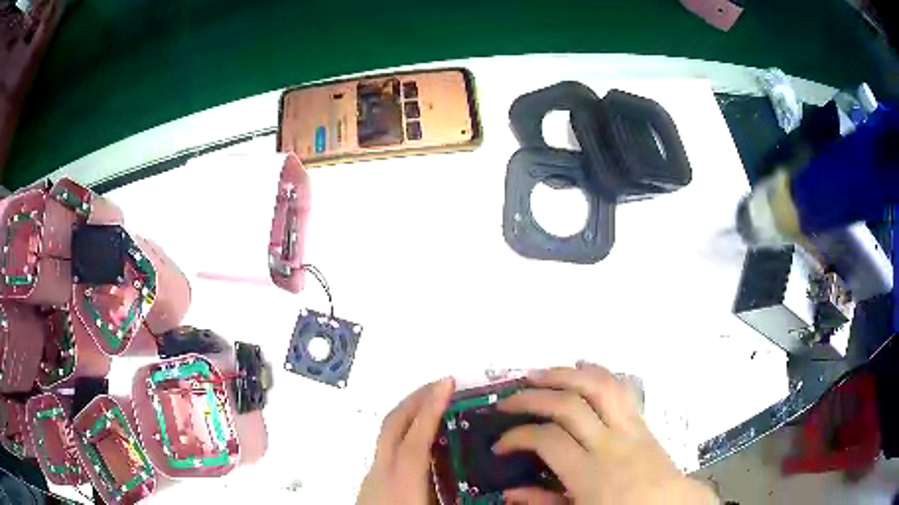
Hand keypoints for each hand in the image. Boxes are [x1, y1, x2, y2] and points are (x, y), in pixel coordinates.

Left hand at [357, 377, 454, 504]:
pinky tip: (417, 443)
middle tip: (439, 385)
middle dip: (416, 399)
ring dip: (408, 415)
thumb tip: (489, 496)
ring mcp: (371, 476)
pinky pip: (386, 448)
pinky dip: (402, 434)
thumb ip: (459, 499)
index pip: (416, 437)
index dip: (432, 407)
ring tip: (431, 408)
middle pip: (393, 425)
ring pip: (387, 435)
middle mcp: (381, 472)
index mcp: (401, 482)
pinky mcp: (369, 483)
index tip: (446, 383)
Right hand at [494, 362, 717, 504]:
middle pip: (569, 404)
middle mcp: (610, 442)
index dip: (518, 436)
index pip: (547, 439)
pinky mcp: (641, 420)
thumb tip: (508, 492)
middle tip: (508, 400)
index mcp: (591, 473)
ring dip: (565, 374)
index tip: (500, 445)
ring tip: (538, 374)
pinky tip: (581, 367)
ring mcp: (629, 426)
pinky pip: (621, 387)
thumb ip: (542, 502)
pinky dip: (598, 372)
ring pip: (598, 385)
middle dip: (533, 397)